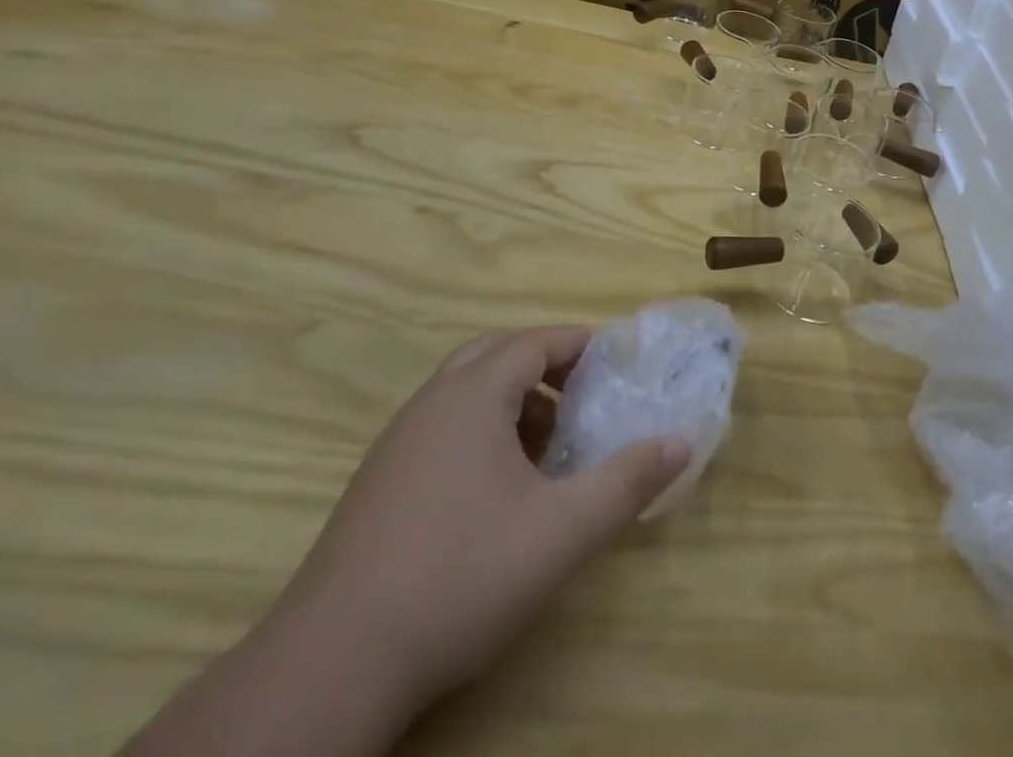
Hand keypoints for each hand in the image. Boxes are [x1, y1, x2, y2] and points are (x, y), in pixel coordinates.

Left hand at [272, 327, 689, 714]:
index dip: (578, 345)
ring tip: (548, 447)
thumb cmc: (461, 576)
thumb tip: (680, 443)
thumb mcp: (564, 530)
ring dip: (512, 404)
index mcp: (471, 396)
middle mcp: (430, 406)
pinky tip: (498, 493)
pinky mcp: (375, 489)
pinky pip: (440, 432)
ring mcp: (395, 447)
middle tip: (582, 397)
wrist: (331, 670)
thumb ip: (627, 481)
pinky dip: (480, 436)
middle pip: (495, 357)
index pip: (534, 341)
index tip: (615, 363)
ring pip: (464, 396)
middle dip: (544, 367)